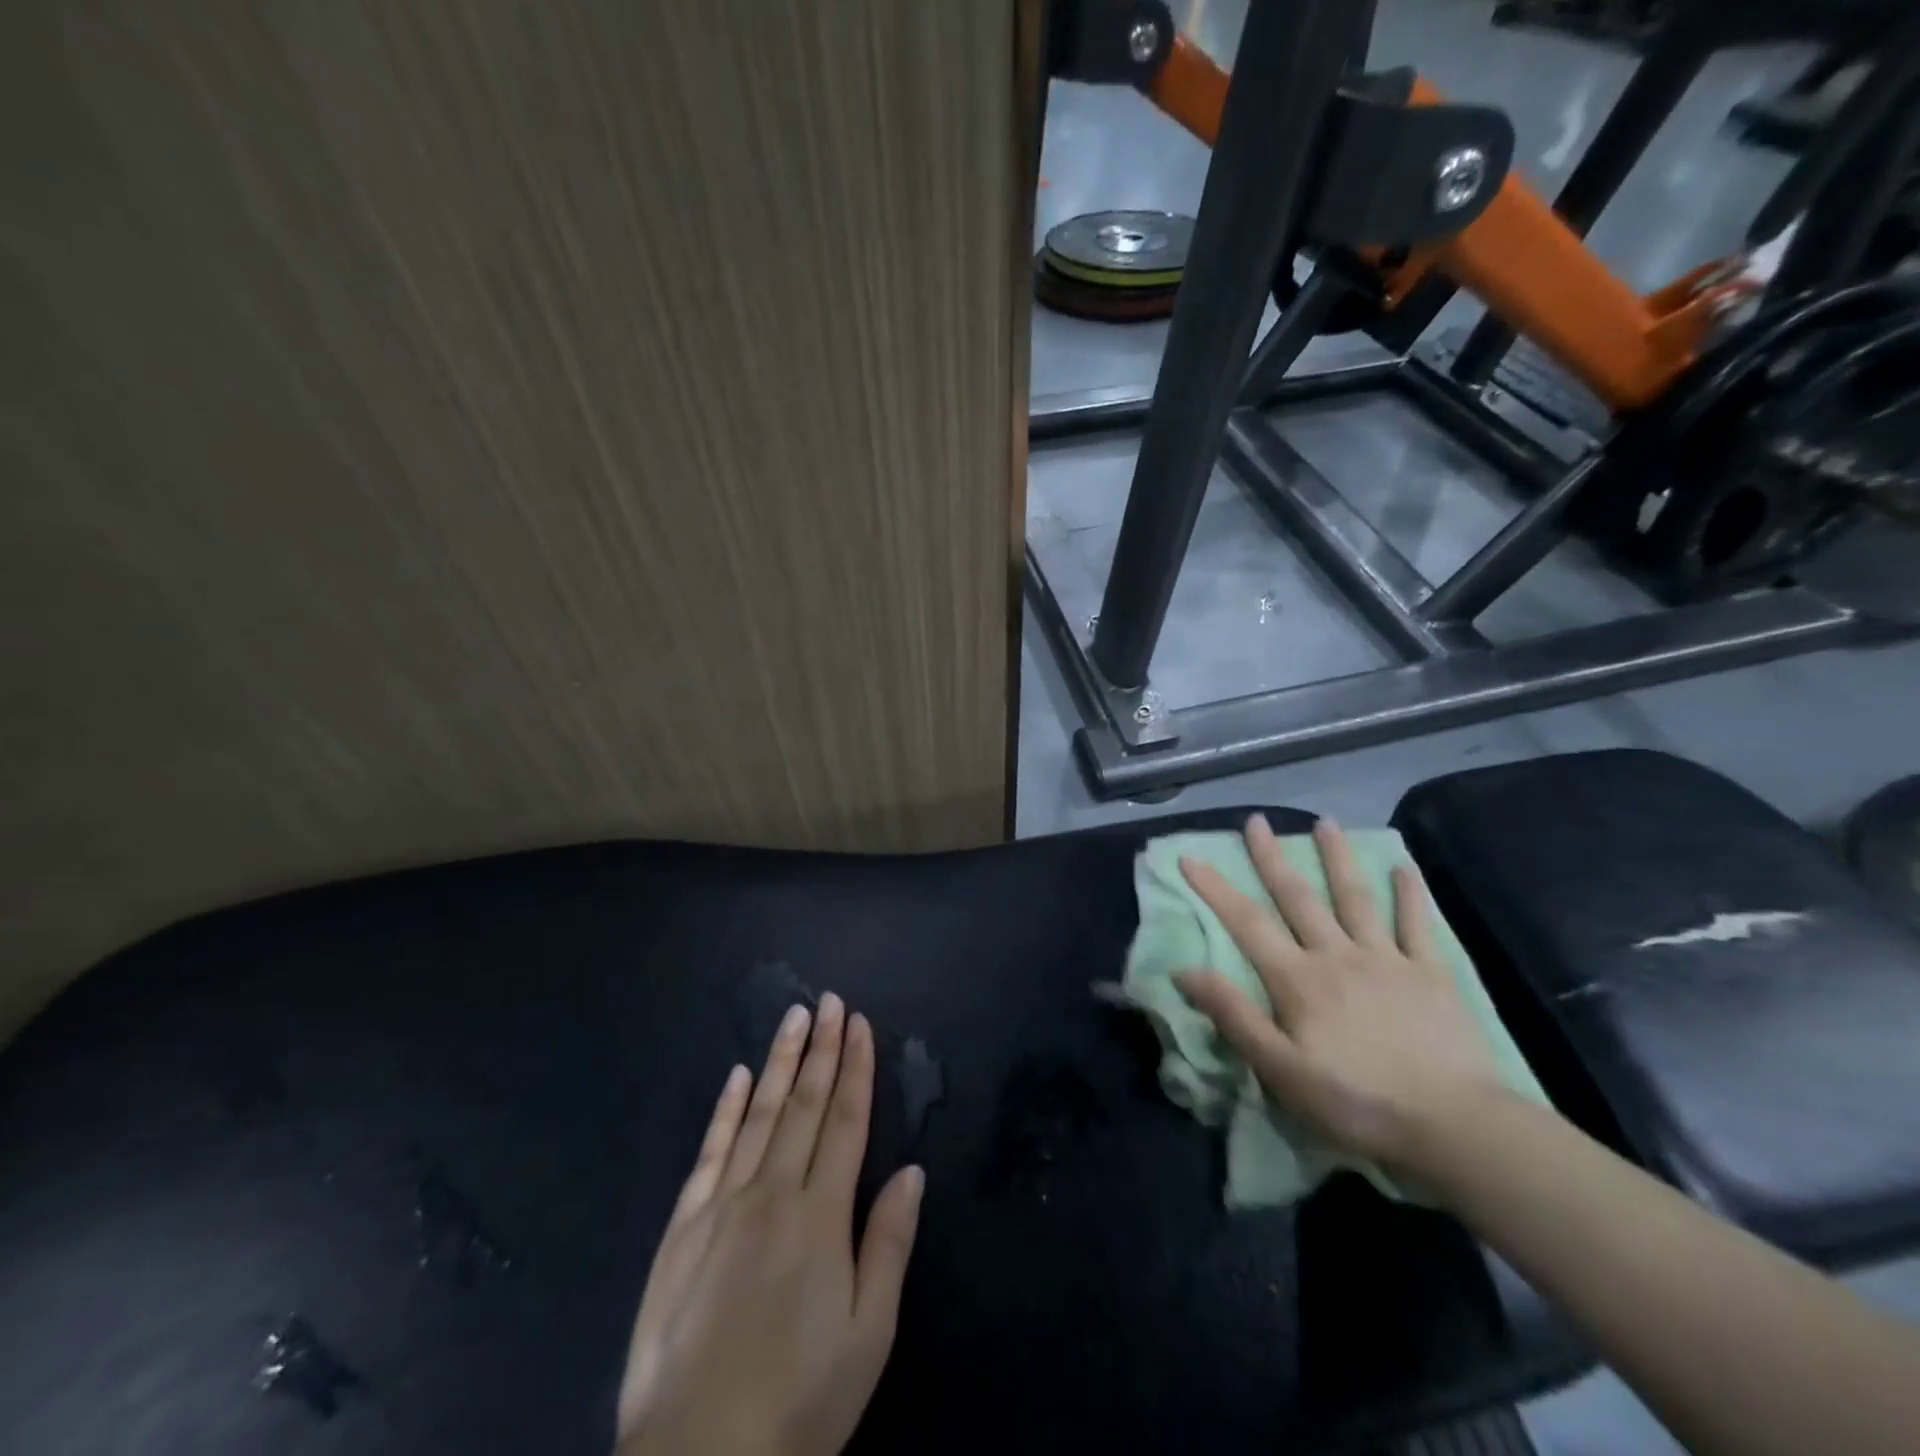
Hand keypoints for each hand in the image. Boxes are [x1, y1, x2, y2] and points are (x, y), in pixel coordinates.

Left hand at [615, 993, 923, 1455]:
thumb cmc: (799, 1404)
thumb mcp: (868, 1336)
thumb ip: (889, 1244)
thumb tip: (912, 1170)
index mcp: (821, 1216)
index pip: (846, 1121)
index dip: (856, 1068)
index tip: (860, 1024)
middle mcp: (773, 1193)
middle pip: (805, 1105)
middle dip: (822, 1048)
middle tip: (830, 1000)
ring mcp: (722, 1206)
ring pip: (759, 1114)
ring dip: (781, 1062)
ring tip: (794, 1017)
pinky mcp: (682, 1228)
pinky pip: (709, 1152)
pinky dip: (726, 1109)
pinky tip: (739, 1077)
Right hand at [1175, 815, 1509, 1177]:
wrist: (1454, 1125)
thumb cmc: (1357, 1102)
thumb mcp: (1280, 1070)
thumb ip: (1233, 1015)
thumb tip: (1183, 970)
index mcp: (1298, 980)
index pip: (1247, 923)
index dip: (1215, 888)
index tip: (1190, 856)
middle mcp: (1337, 955)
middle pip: (1298, 898)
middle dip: (1272, 858)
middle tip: (1256, 821)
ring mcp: (1388, 960)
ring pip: (1355, 898)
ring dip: (1337, 858)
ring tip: (1325, 823)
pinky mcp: (1432, 974)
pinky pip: (1418, 925)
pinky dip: (1410, 895)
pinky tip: (1403, 867)